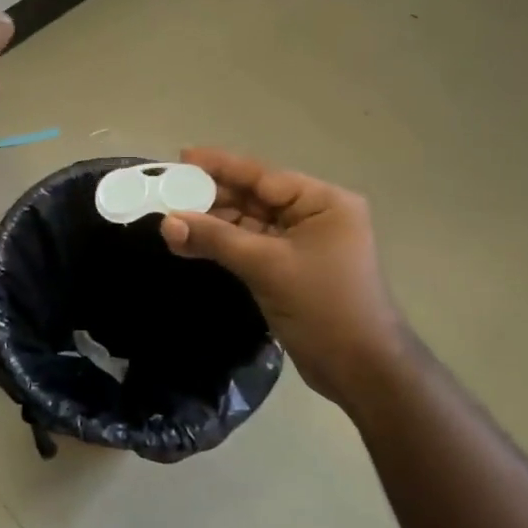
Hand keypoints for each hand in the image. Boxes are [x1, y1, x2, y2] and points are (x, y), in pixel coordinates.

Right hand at [159, 149, 412, 413]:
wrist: (361, 371)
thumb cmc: (324, 307)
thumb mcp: (267, 266)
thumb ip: (215, 239)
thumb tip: (166, 222)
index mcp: (323, 203)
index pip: (263, 176)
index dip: (220, 166)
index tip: (182, 156)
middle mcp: (315, 215)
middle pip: (254, 197)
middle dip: (212, 196)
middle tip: (167, 191)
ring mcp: (303, 244)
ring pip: (249, 223)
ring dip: (213, 223)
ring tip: (170, 220)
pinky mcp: (291, 268)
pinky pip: (251, 246)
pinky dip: (223, 244)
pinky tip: (190, 243)